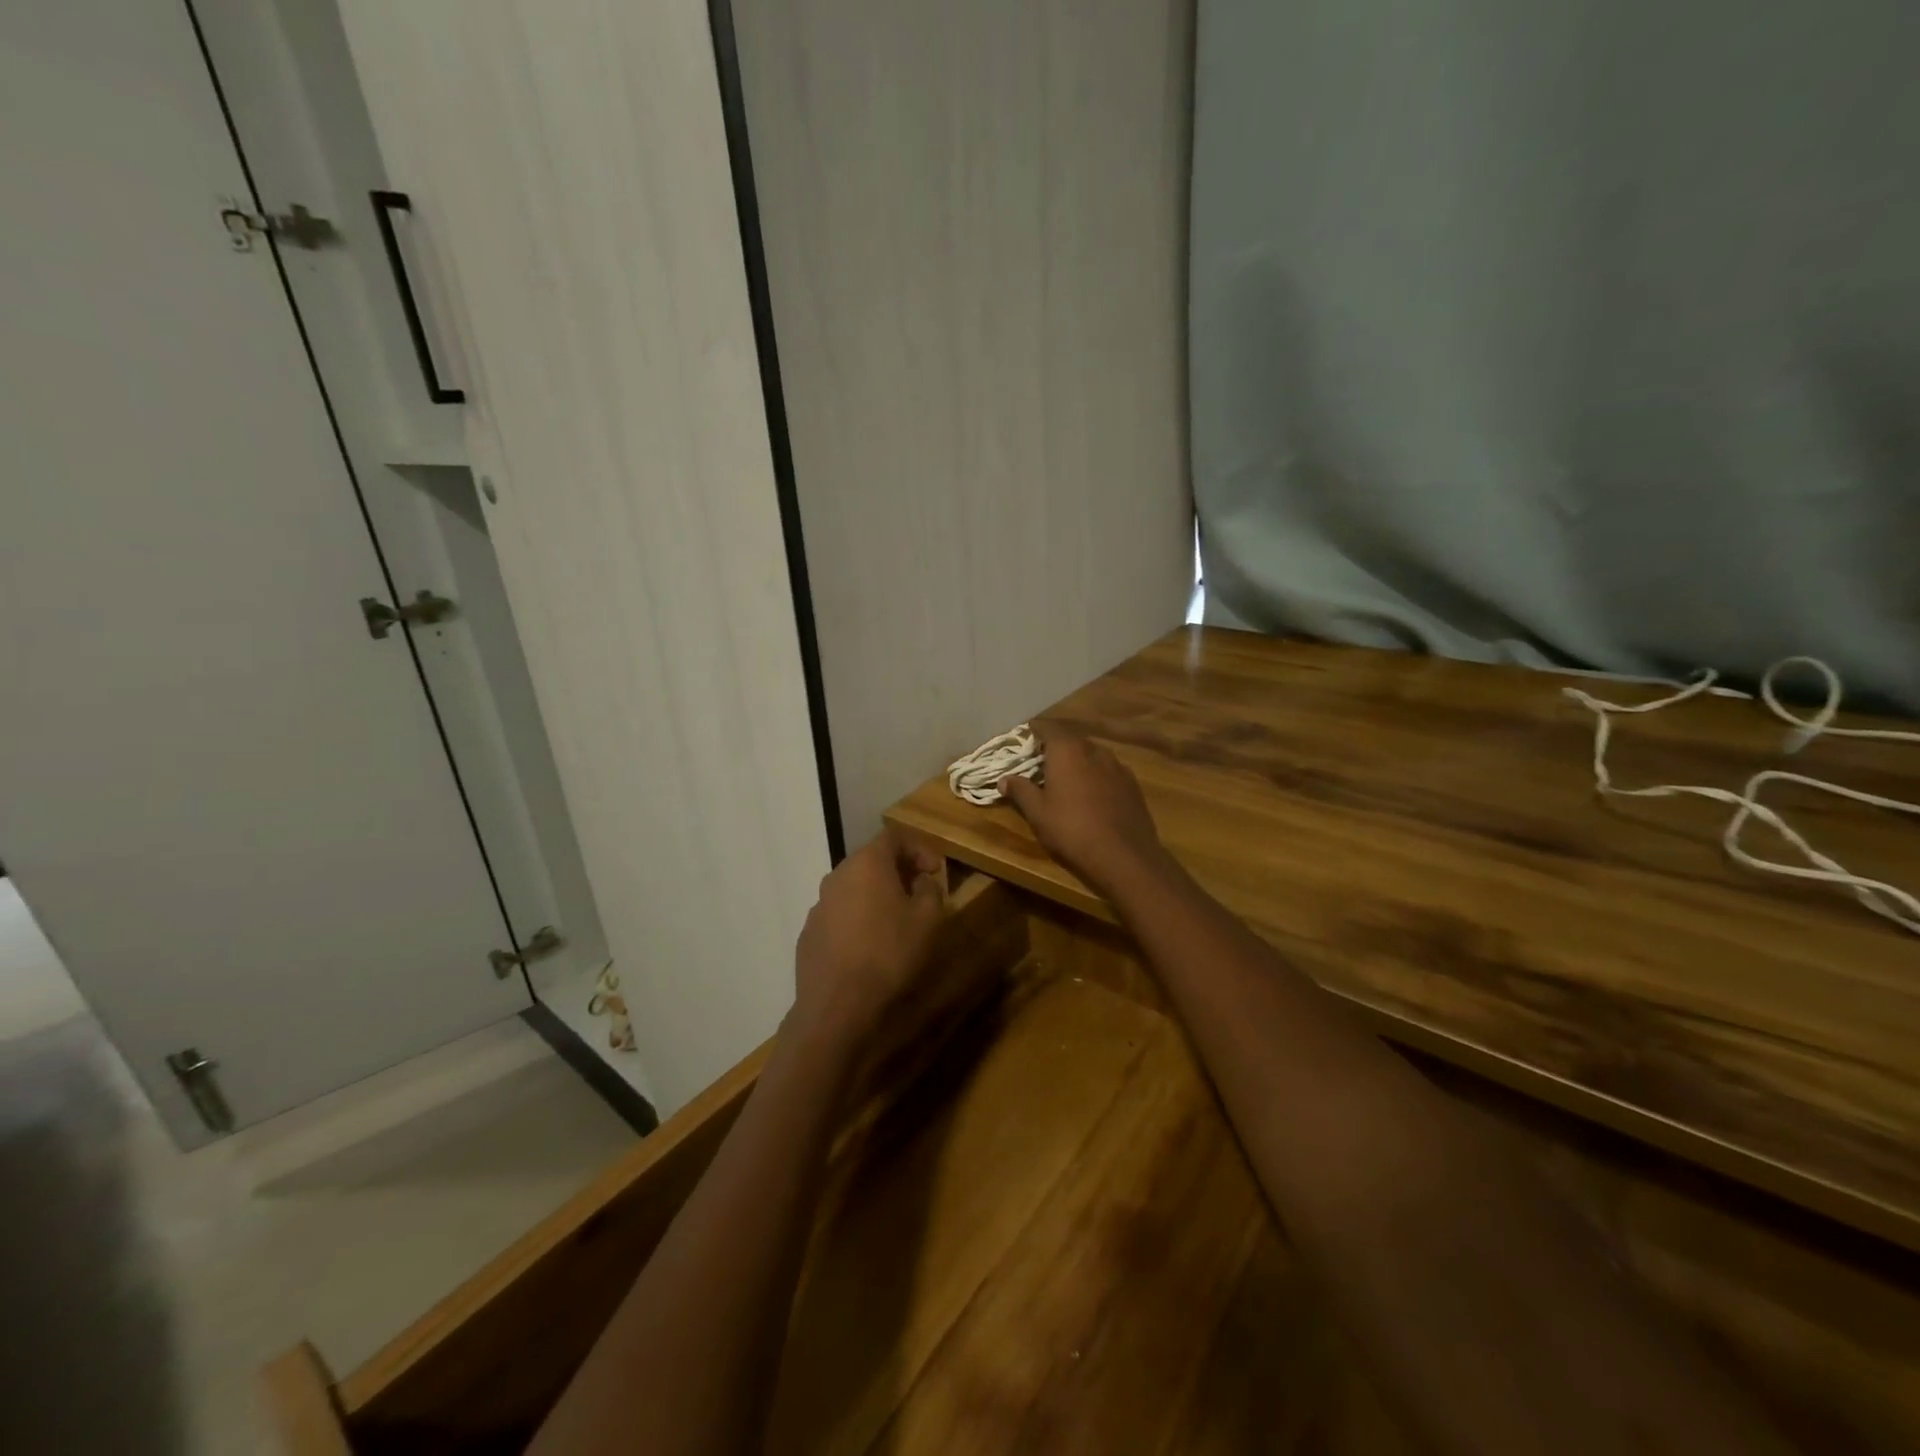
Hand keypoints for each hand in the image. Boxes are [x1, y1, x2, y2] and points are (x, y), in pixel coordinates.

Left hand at [791, 830, 945, 1045]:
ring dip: (876, 895)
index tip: (936, 870)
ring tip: (896, 920)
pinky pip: (839, 915)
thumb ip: (930, 890)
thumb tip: (921, 882)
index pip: (894, 837)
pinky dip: (858, 919)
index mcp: (866, 863)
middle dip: (898, 871)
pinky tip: (870, 945)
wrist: (836, 1006)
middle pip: (870, 860)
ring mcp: (818, 906)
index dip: (919, 849)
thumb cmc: (889, 954)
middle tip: (919, 891)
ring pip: (853, 888)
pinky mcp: (809, 934)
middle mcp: (837, 876)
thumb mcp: (928, 920)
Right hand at [999, 726, 1170, 894]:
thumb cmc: (1072, 829)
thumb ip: (1020, 790)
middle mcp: (1094, 750)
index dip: (1035, 731)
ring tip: (1068, 780)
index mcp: (1067, 750)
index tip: (1026, 738)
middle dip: (1056, 748)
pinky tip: (1094, 795)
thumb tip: (1003, 779)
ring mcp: (1117, 765)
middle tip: (1043, 764)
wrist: (1123, 855)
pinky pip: (1108, 771)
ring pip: (1092, 755)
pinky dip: (1097, 776)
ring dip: (1078, 762)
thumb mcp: (1038, 812)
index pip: (1048, 728)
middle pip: (1071, 740)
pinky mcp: (1132, 783)